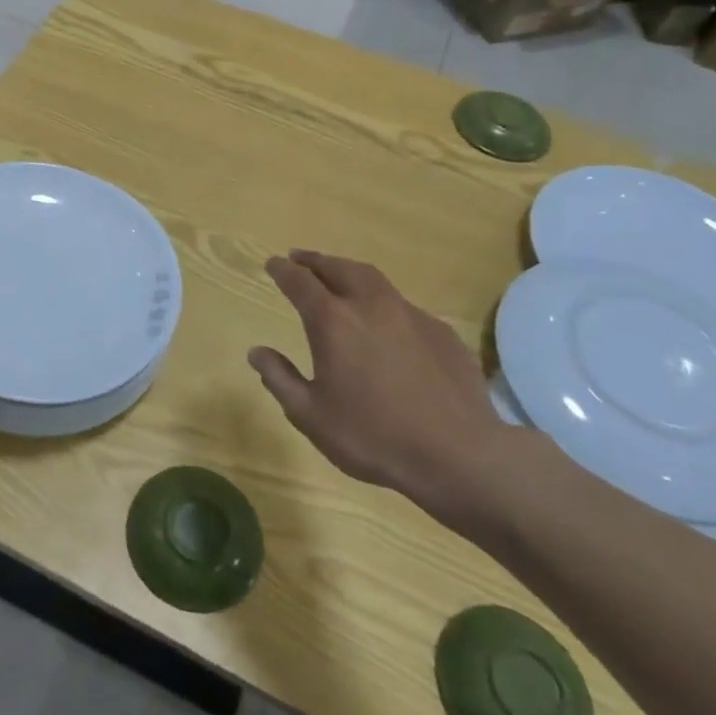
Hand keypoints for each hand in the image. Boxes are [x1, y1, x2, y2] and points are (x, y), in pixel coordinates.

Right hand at [247, 251, 506, 512]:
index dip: (283, 270)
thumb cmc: (373, 437)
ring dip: (350, 272)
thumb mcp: (310, 415)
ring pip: (374, 280)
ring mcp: (411, 315)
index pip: (300, 282)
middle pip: (339, 268)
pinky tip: (384, 322)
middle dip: (316, 261)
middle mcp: (371, 306)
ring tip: (339, 277)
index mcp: (333, 322)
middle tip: (301, 259)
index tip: (273, 263)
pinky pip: (403, 306)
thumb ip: (280, 378)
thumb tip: (256, 352)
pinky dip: (383, 302)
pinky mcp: (442, 332)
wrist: (459, 455)